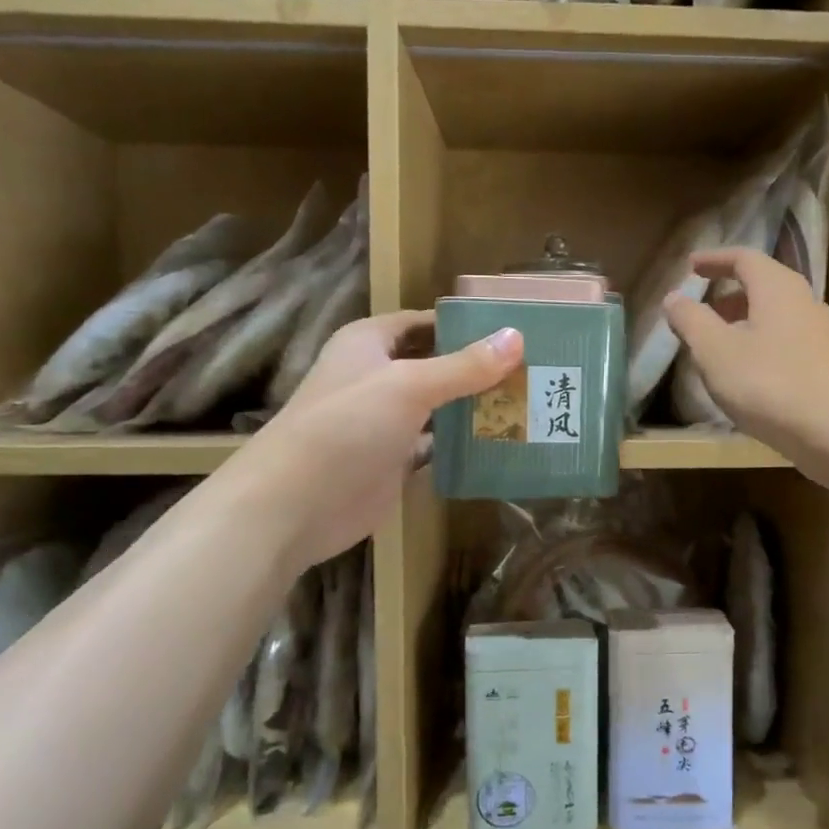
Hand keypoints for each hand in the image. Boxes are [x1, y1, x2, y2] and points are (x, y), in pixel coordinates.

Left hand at [253, 311, 522, 565]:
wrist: (294, 505)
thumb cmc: (346, 427)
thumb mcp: (408, 386)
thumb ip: (464, 366)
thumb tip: (517, 338)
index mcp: (369, 343)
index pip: (425, 322)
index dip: (465, 324)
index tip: (515, 330)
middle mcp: (377, 376)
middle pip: (436, 364)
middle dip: (478, 367)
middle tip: (533, 369)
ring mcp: (385, 421)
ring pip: (439, 406)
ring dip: (475, 406)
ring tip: (529, 402)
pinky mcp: (394, 460)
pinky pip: (436, 444)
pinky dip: (464, 443)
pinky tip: (503, 442)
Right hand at [663, 248, 828, 478]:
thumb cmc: (771, 384)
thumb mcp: (716, 352)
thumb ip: (691, 321)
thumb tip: (674, 298)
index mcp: (778, 289)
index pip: (745, 258)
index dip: (715, 260)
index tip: (691, 267)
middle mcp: (806, 303)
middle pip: (764, 287)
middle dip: (729, 296)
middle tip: (703, 311)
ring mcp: (824, 336)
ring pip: (777, 318)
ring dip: (746, 324)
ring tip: (720, 348)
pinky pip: (789, 344)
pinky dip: (763, 347)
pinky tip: (750, 377)